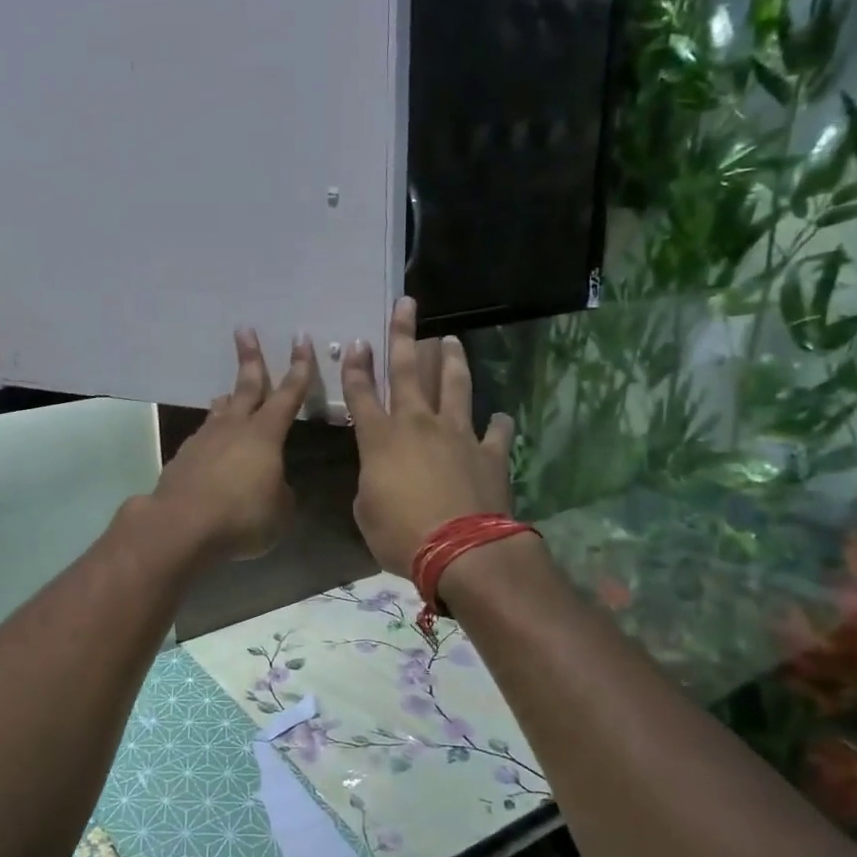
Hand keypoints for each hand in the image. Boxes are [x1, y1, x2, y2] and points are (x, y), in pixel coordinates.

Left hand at [151, 330, 315, 561]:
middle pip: (246, 386)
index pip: (288, 395)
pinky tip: (212, 450)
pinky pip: (204, 439)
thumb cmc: (241, 517)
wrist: (181, 525)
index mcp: (265, 435)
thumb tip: (272, 485)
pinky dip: (212, 438)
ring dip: (228, 400)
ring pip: (220, 411)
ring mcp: (204, 440)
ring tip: (228, 395)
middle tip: (244, 331)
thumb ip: (280, 491)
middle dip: (249, 358)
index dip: (299, 368)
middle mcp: (234, 428)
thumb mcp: (279, 511)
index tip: (301, 340)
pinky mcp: (184, 458)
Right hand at [341, 297, 514, 575]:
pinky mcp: (489, 453)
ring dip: (451, 361)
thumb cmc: (402, 535)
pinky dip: (498, 423)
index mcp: (380, 439)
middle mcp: (418, 425)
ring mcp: (458, 434)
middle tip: (406, 306)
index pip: (362, 394)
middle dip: (403, 336)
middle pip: (408, 371)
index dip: (356, 368)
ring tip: (450, 339)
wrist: (463, 551)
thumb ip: (371, 484)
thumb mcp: (367, 513)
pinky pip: (496, 431)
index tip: (356, 342)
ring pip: (455, 386)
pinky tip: (501, 416)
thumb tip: (381, 476)